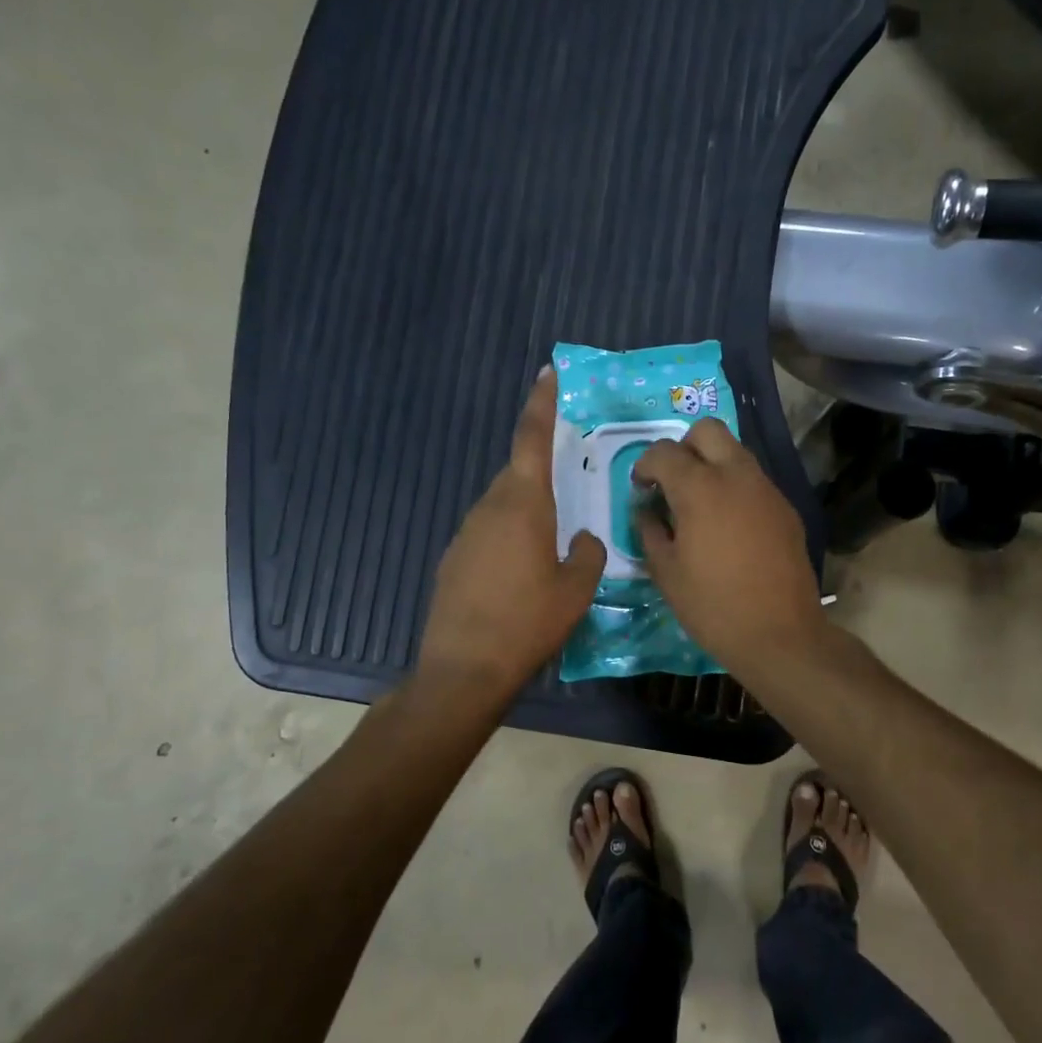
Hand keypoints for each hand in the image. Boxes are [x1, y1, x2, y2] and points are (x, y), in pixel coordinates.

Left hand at [419, 368, 605, 704]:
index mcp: (522, 504)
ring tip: (552, 545)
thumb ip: (587, 554)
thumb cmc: (527, 623)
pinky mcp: (454, 560)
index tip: (549, 373)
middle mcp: (489, 508)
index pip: (531, 438)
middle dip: (543, 474)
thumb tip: (582, 540)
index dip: (541, 402)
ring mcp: (466, 534)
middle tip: (571, 487)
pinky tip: (522, 575)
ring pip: (503, 506)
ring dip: (527, 513)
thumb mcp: (576, 590)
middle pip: (519, 474)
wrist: (464, 670)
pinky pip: (489, 534)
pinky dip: (509, 539)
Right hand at [634, 418, 829, 678]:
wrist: (779, 633)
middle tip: (672, 482)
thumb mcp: (666, 572)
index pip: (664, 452)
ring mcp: (766, 490)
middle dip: (683, 447)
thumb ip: (650, 531)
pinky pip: (754, 481)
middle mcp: (736, 476)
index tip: (641, 488)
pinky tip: (729, 526)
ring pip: (736, 452)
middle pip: (707, 431)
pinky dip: (735, 488)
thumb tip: (647, 511)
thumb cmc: (712, 606)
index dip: (645, 465)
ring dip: (712, 464)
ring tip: (700, 504)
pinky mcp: (785, 508)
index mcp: (700, 488)